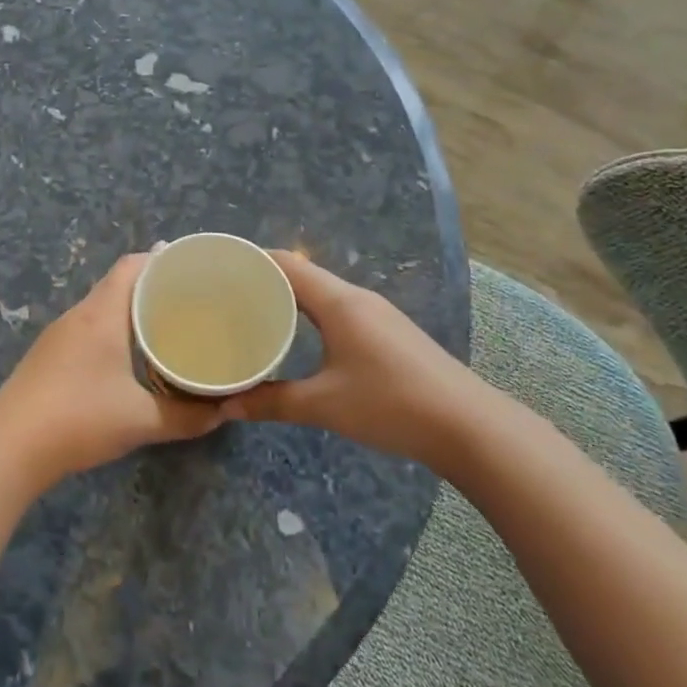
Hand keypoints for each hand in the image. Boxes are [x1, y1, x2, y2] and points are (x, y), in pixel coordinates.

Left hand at [0, 254, 227, 489]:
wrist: (8, 448)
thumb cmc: (78, 420)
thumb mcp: (140, 420)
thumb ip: (185, 416)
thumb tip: (221, 412)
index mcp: (101, 314)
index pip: (132, 266)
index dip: (162, 260)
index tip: (192, 269)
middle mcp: (78, 315)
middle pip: (117, 283)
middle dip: (153, 287)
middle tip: (189, 300)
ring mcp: (58, 335)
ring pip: (101, 307)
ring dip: (131, 310)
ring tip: (166, 324)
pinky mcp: (48, 357)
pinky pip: (88, 328)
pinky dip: (113, 330)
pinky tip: (128, 355)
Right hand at [231, 252, 480, 464]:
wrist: (468, 426)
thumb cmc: (391, 404)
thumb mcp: (325, 405)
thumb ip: (273, 402)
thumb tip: (226, 408)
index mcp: (339, 302)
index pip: (287, 264)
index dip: (252, 261)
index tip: (218, 270)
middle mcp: (357, 298)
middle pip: (303, 275)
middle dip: (265, 281)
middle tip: (226, 298)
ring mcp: (377, 314)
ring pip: (322, 294)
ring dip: (289, 299)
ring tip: (254, 316)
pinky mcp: (388, 333)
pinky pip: (339, 311)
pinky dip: (311, 315)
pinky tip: (299, 338)